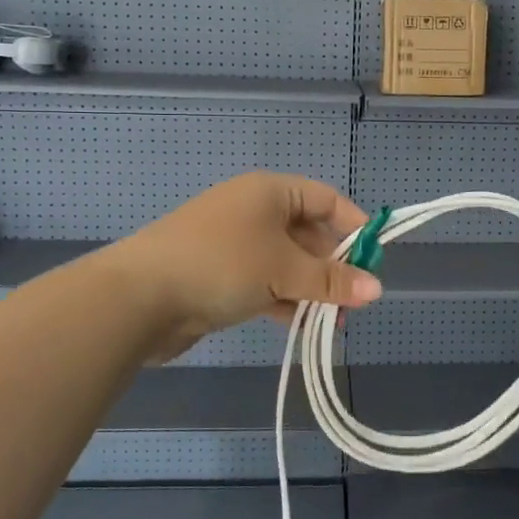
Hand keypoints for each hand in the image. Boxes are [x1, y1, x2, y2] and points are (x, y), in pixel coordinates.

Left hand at [109, 172, 380, 359]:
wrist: (140, 297)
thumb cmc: (222, 264)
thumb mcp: (283, 270)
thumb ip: (331, 280)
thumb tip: (378, 288)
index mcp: (269, 191)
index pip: (325, 199)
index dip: (353, 225)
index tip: (374, 258)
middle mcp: (253, 211)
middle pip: (307, 234)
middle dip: (332, 267)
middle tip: (355, 301)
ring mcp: (234, 245)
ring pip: (286, 263)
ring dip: (311, 290)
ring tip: (335, 323)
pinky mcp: (219, 276)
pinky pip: (264, 283)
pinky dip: (284, 301)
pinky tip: (302, 326)